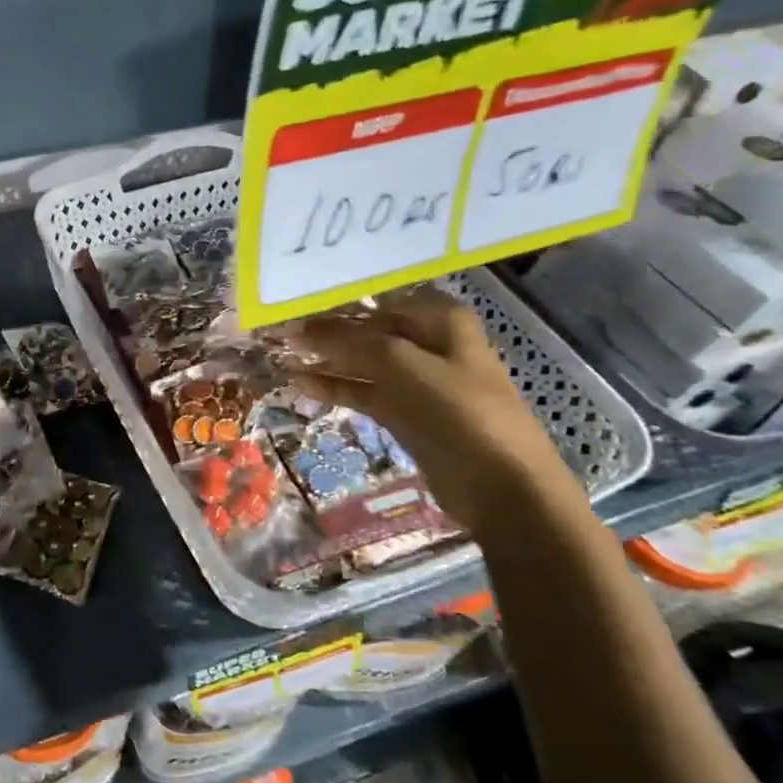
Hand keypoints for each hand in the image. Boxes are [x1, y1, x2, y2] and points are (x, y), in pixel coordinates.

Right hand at [277, 289, 576, 526]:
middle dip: (327, 329)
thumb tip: (304, 327)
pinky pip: (363, 391)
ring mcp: (417, 380)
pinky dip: (335, 387)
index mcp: (440, 318)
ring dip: (326, 359)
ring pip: (362, 362)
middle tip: (281, 329)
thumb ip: (351, 341)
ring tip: (282, 354)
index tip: (295, 302)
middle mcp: (429, 343)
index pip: (379, 298)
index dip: (338, 300)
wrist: (501, 484)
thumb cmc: (459, 409)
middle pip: (368, 329)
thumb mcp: (402, 364)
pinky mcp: (405, 412)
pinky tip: (299, 383)